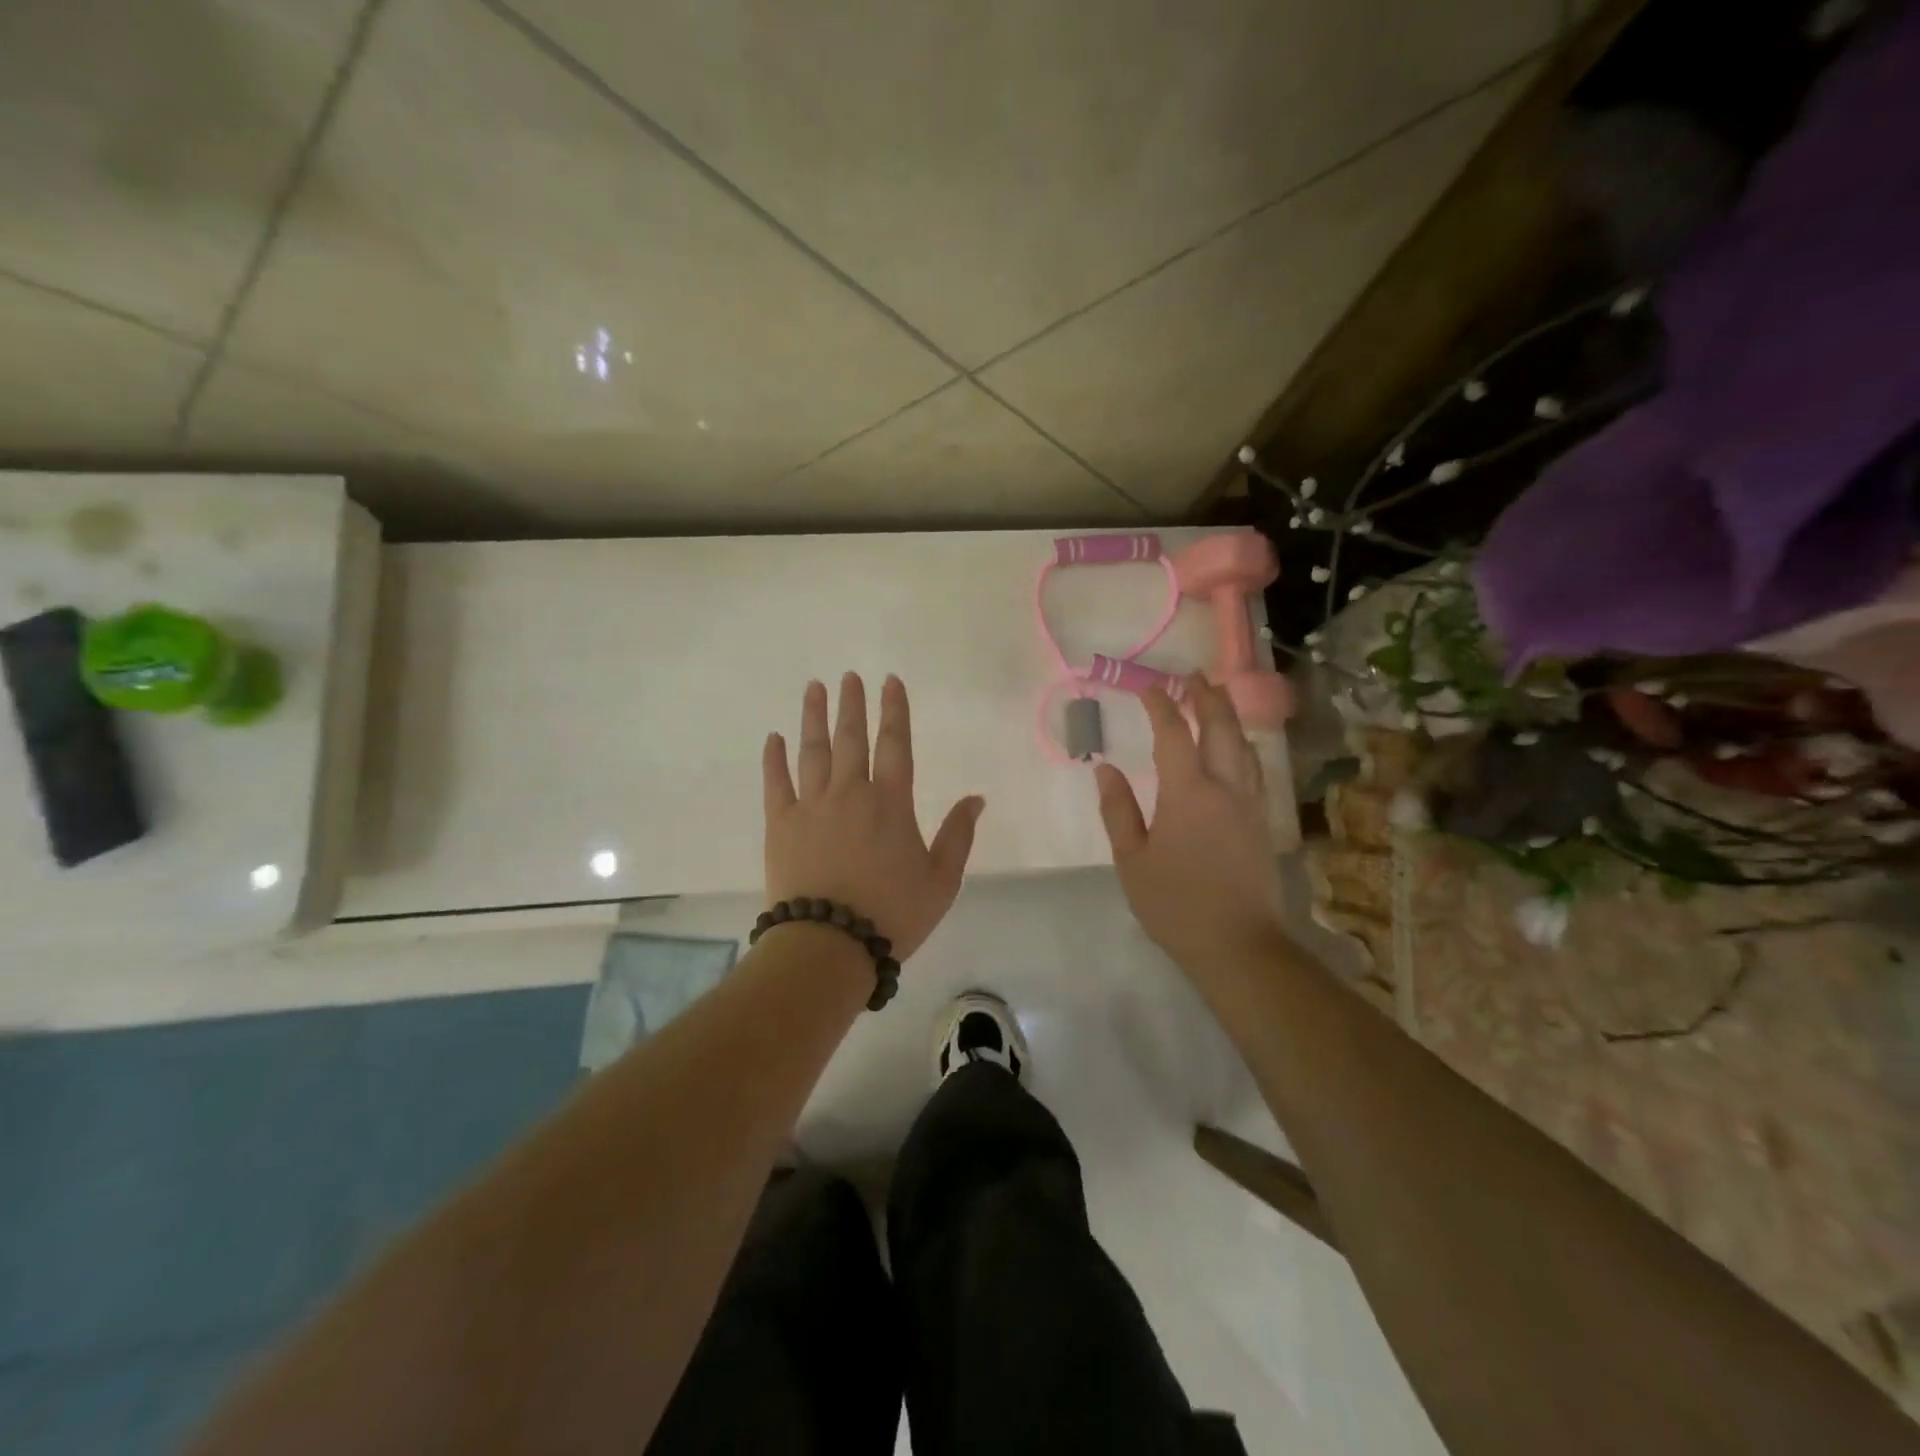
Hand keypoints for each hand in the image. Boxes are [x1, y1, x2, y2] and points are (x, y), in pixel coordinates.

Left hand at [763, 673, 983, 959]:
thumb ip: (958, 835)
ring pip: (813, 751)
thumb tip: (976, 798)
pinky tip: (774, 738)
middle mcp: (850, 793)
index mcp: (891, 803)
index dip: (894, 710)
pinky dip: (774, 758)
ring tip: (815, 689)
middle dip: (852, 704)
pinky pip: (775, 782)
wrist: (829, 944)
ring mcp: (811, 806)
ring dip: (814, 718)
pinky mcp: (780, 824)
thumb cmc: (892, 914)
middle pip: (851, 738)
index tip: (890, 682)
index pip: (895, 744)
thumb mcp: (941, 880)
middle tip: (848, 677)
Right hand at [1095, 677, 1288, 971]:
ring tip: (1217, 701)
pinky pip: (1253, 769)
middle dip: (1207, 697)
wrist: (1239, 944)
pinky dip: (1241, 746)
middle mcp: (1225, 787)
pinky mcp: (1262, 822)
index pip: (1174, 735)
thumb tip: (1105, 769)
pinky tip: (1235, 751)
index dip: (1161, 706)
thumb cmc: (1175, 903)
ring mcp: (1250, 804)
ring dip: (1229, 717)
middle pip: (1221, 728)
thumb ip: (1118, 811)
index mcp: (1188, 793)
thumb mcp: (1132, 860)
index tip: (1148, 687)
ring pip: (1244, 746)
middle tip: (1194, 676)